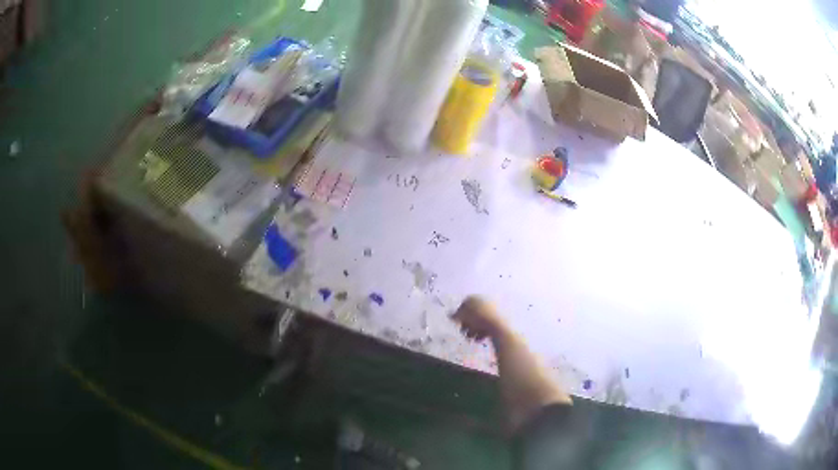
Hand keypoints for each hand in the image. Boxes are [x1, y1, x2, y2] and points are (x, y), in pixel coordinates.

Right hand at [452, 296, 506, 340]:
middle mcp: (484, 301)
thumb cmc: (478, 319)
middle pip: (472, 313)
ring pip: (479, 321)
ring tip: (471, 338)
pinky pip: (487, 325)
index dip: (459, 313)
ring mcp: (493, 310)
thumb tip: (450, 315)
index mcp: (476, 297)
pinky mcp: (498, 320)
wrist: (498, 326)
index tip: (457, 322)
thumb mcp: (463, 317)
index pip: (464, 303)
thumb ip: (455, 316)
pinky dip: (482, 332)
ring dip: (473, 330)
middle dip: (467, 324)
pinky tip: (479, 339)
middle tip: (463, 331)